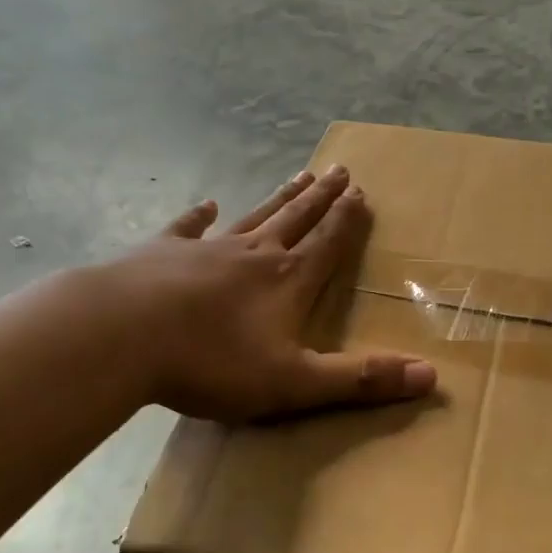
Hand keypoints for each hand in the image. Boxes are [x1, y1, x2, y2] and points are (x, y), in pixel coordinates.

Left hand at [98, 166, 436, 421]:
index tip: (362, 192)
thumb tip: (430, 377)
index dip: (347, 221)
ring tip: (299, 175)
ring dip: (279, 198)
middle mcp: (253, 254)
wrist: (121, 335)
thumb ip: (359, 380)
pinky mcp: (161, 252)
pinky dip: (200, 215)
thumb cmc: (210, 363)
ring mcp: (205, 248)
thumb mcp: (294, 383)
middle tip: (340, 170)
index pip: (328, 245)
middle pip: (296, 219)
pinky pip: (188, 227)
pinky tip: (208, 205)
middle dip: (321, 198)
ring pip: (253, 216)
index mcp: (287, 282)